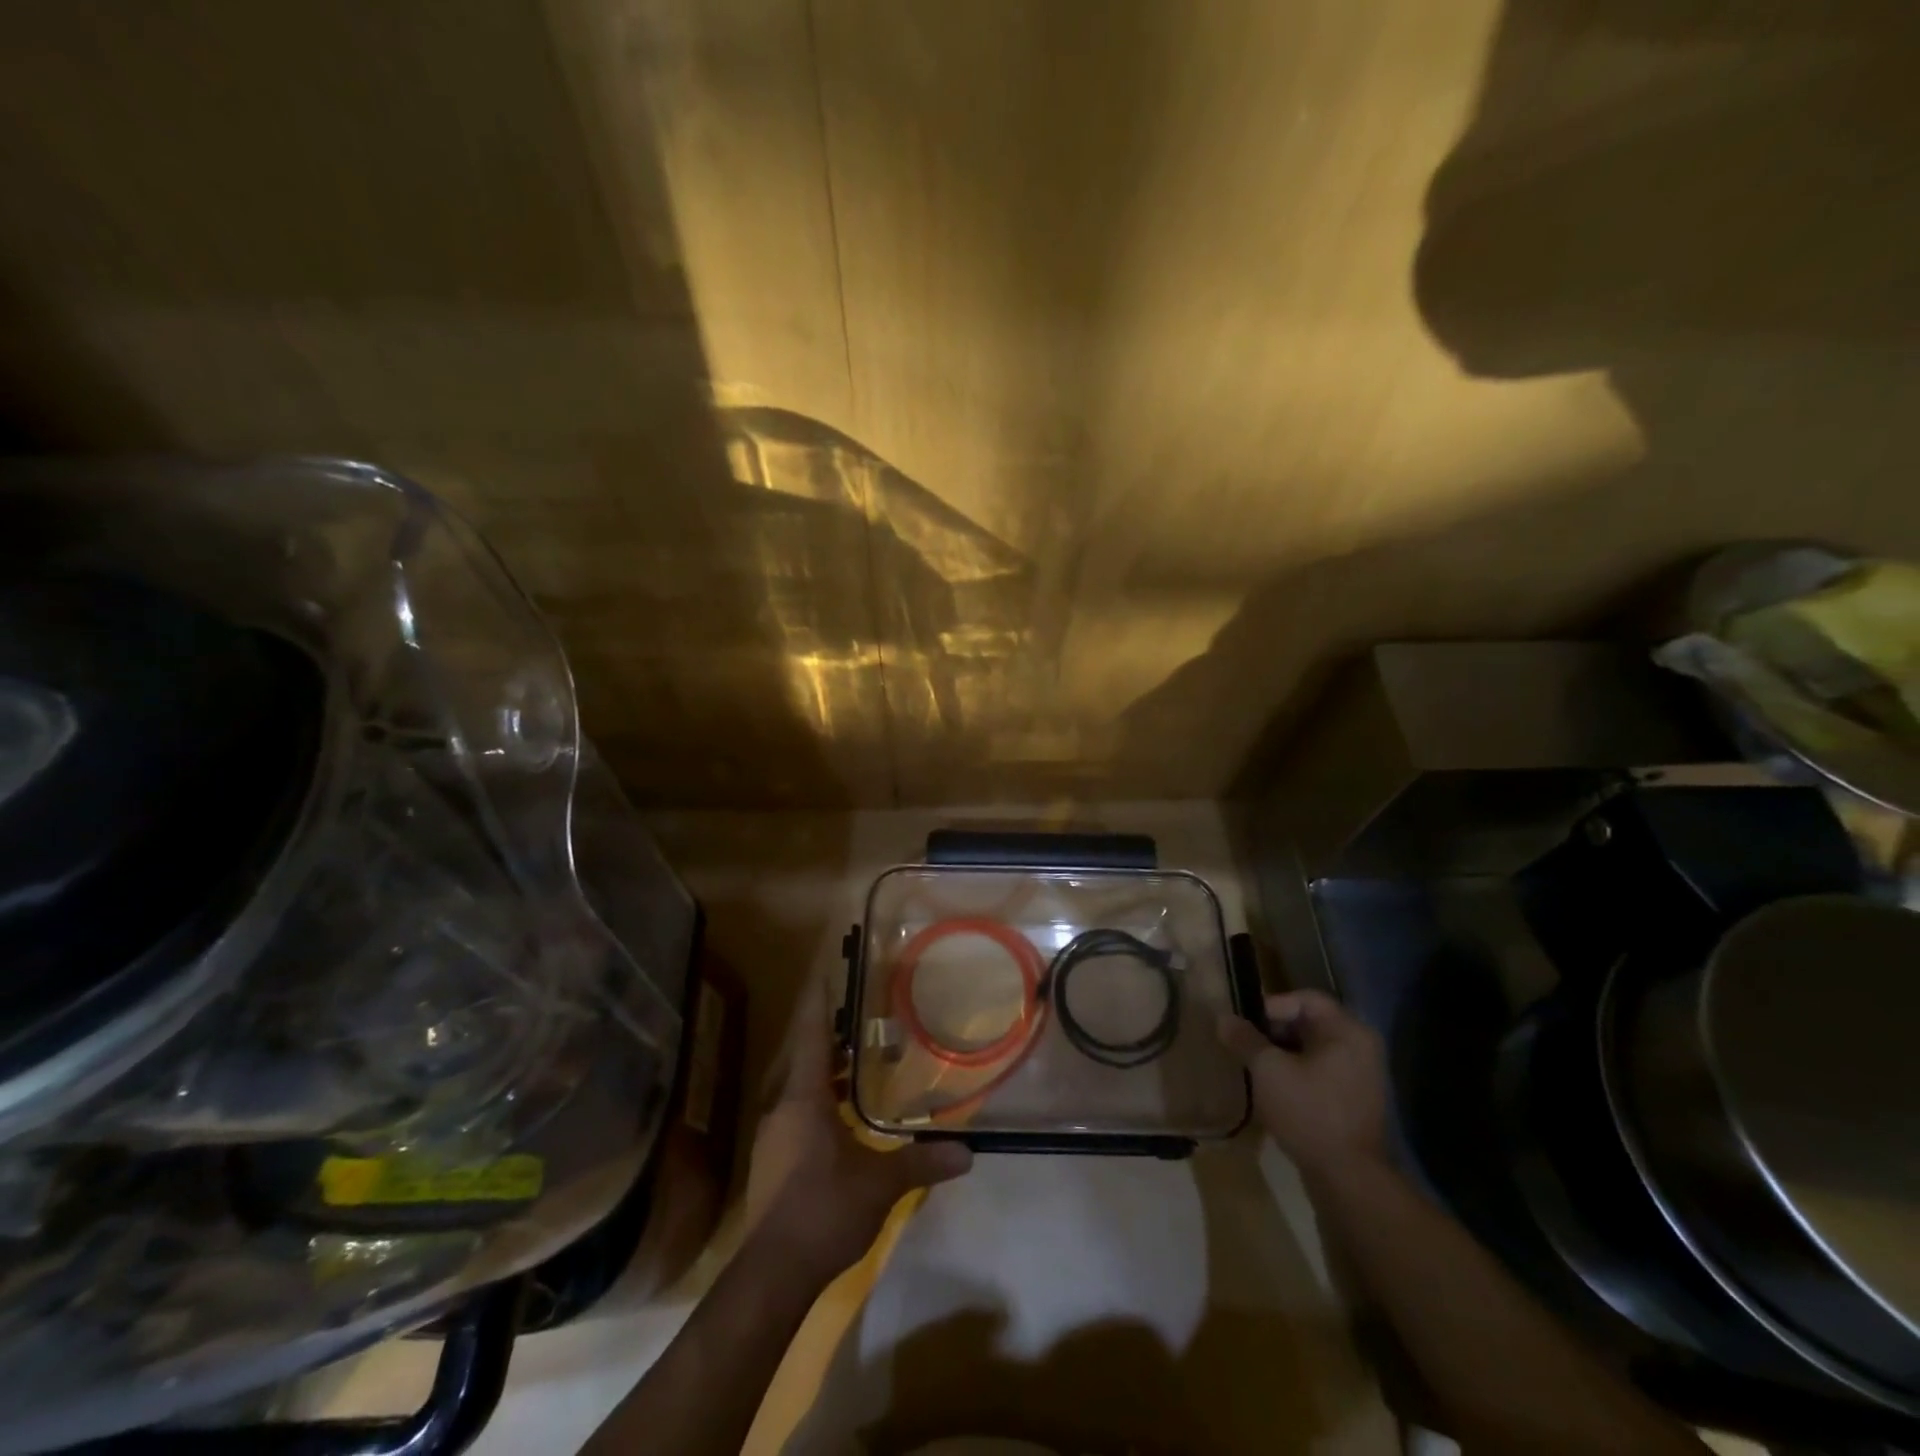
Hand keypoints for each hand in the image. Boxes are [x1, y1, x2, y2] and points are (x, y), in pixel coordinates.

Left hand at [744, 979, 972, 1279]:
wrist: (772, 1274)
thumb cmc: (824, 1209)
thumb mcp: (880, 1185)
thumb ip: (922, 1163)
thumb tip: (968, 1152)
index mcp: (804, 1098)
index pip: (809, 1035)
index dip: (816, 1002)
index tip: (823, 972)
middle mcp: (781, 1107)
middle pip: (801, 1057)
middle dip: (826, 1037)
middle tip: (857, 1022)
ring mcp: (771, 1135)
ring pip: (796, 1087)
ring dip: (822, 1073)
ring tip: (856, 1067)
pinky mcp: (770, 1161)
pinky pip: (793, 1112)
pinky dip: (816, 1102)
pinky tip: (841, 1119)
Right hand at [1218, 989, 1388, 1180]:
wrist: (1348, 1178)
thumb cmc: (1309, 1112)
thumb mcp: (1268, 1070)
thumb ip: (1244, 1039)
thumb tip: (1223, 1018)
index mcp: (1347, 1031)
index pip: (1305, 999)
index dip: (1271, 1006)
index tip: (1246, 1026)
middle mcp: (1360, 1046)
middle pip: (1309, 1022)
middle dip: (1273, 1031)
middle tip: (1246, 1045)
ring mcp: (1361, 1074)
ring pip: (1312, 1048)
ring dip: (1282, 1053)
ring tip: (1255, 1067)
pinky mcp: (1355, 1099)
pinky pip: (1321, 1070)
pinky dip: (1297, 1072)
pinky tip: (1274, 1089)